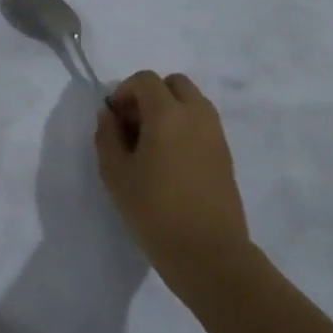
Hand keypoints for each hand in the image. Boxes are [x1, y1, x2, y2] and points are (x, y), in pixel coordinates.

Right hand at [95, 72, 252, 303]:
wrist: (207, 252)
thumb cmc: (154, 210)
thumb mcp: (115, 174)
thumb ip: (107, 136)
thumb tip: (109, 115)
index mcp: (168, 114)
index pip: (145, 79)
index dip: (124, 91)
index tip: (113, 119)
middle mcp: (197, 115)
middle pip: (174, 83)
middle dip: (150, 95)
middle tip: (133, 125)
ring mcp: (216, 134)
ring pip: (192, 102)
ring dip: (169, 110)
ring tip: (149, 145)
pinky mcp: (225, 154)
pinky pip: (202, 123)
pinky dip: (184, 127)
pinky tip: (169, 161)